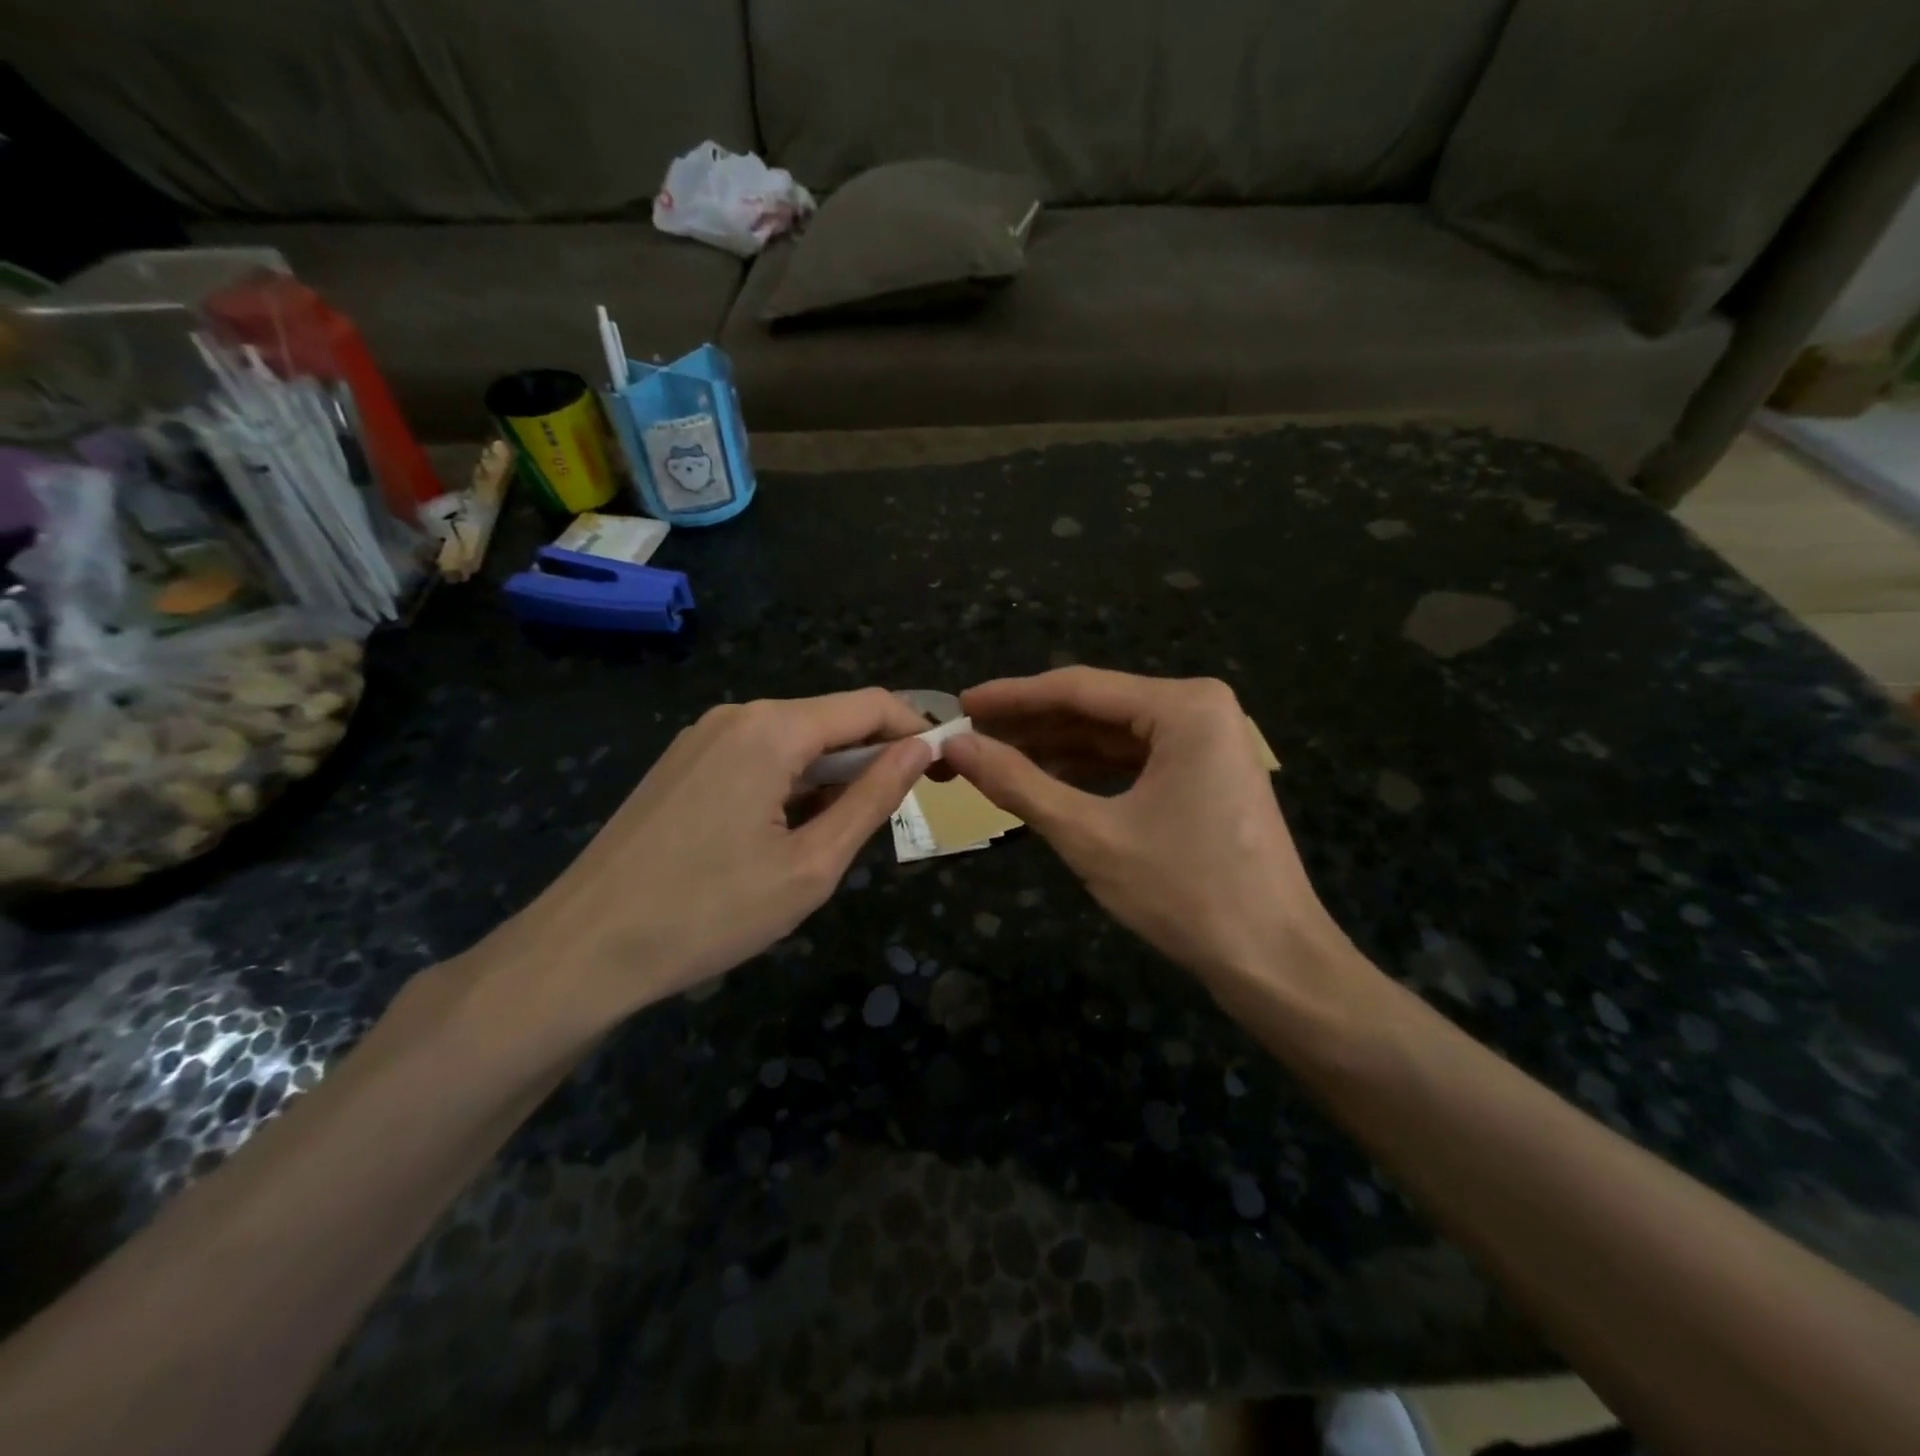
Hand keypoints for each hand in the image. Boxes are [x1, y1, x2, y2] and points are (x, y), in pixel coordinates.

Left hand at [485, 689, 931, 1030]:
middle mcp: (737, 715)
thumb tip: (920, 749)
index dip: (915, 730)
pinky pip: (757, 756)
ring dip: (831, 774)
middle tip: (903, 811)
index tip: (944, 770)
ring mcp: (702, 737)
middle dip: (874, 756)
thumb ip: (872, 799)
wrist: (583, 949)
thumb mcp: (811, 865)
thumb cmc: (710, 913)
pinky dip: (791, 782)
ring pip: (794, 740)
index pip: (870, 705)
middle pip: (830, 719)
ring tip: (838, 835)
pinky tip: (786, 832)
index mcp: (773, 729)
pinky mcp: (682, 763)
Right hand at [943, 668, 1358, 1002]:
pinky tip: (1046, 780)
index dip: (1013, 697)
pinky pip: (1136, 760)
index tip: (962, 704)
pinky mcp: (1207, 775)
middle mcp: (1201, 709)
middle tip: (970, 735)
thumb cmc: (1184, 892)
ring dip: (1057, 748)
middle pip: (1098, 708)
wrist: (1274, 961)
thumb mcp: (1089, 835)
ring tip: (995, 757)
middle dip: (1033, 724)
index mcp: (1184, 706)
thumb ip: (1018, 783)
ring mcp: (1208, 743)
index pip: (1079, 688)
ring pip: (1114, 735)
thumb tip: (957, 746)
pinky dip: (1090, 771)